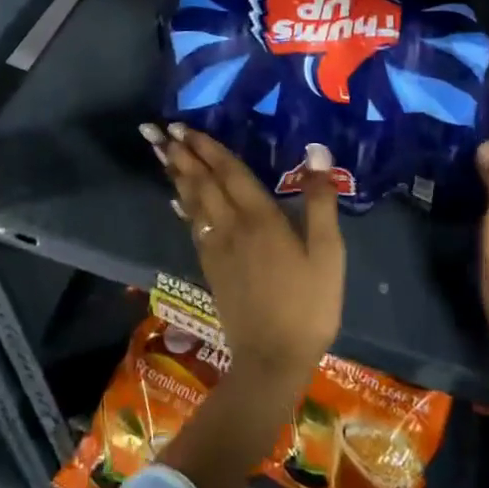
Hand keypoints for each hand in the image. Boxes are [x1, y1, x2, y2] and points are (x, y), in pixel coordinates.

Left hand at [144, 124, 344, 386]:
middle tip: (160, 130)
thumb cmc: (308, 304)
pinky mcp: (211, 268)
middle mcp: (231, 226)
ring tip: (161, 152)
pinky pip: (192, 227)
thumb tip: (317, 153)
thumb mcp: (327, 253)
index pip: (229, 172)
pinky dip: (183, 206)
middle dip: (183, 154)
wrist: (273, 360)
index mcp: (261, 217)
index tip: (185, 127)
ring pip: (193, 202)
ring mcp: (216, 248)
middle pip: (203, 182)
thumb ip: (320, 202)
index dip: (208, 148)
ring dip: (177, 174)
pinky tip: (176, 199)